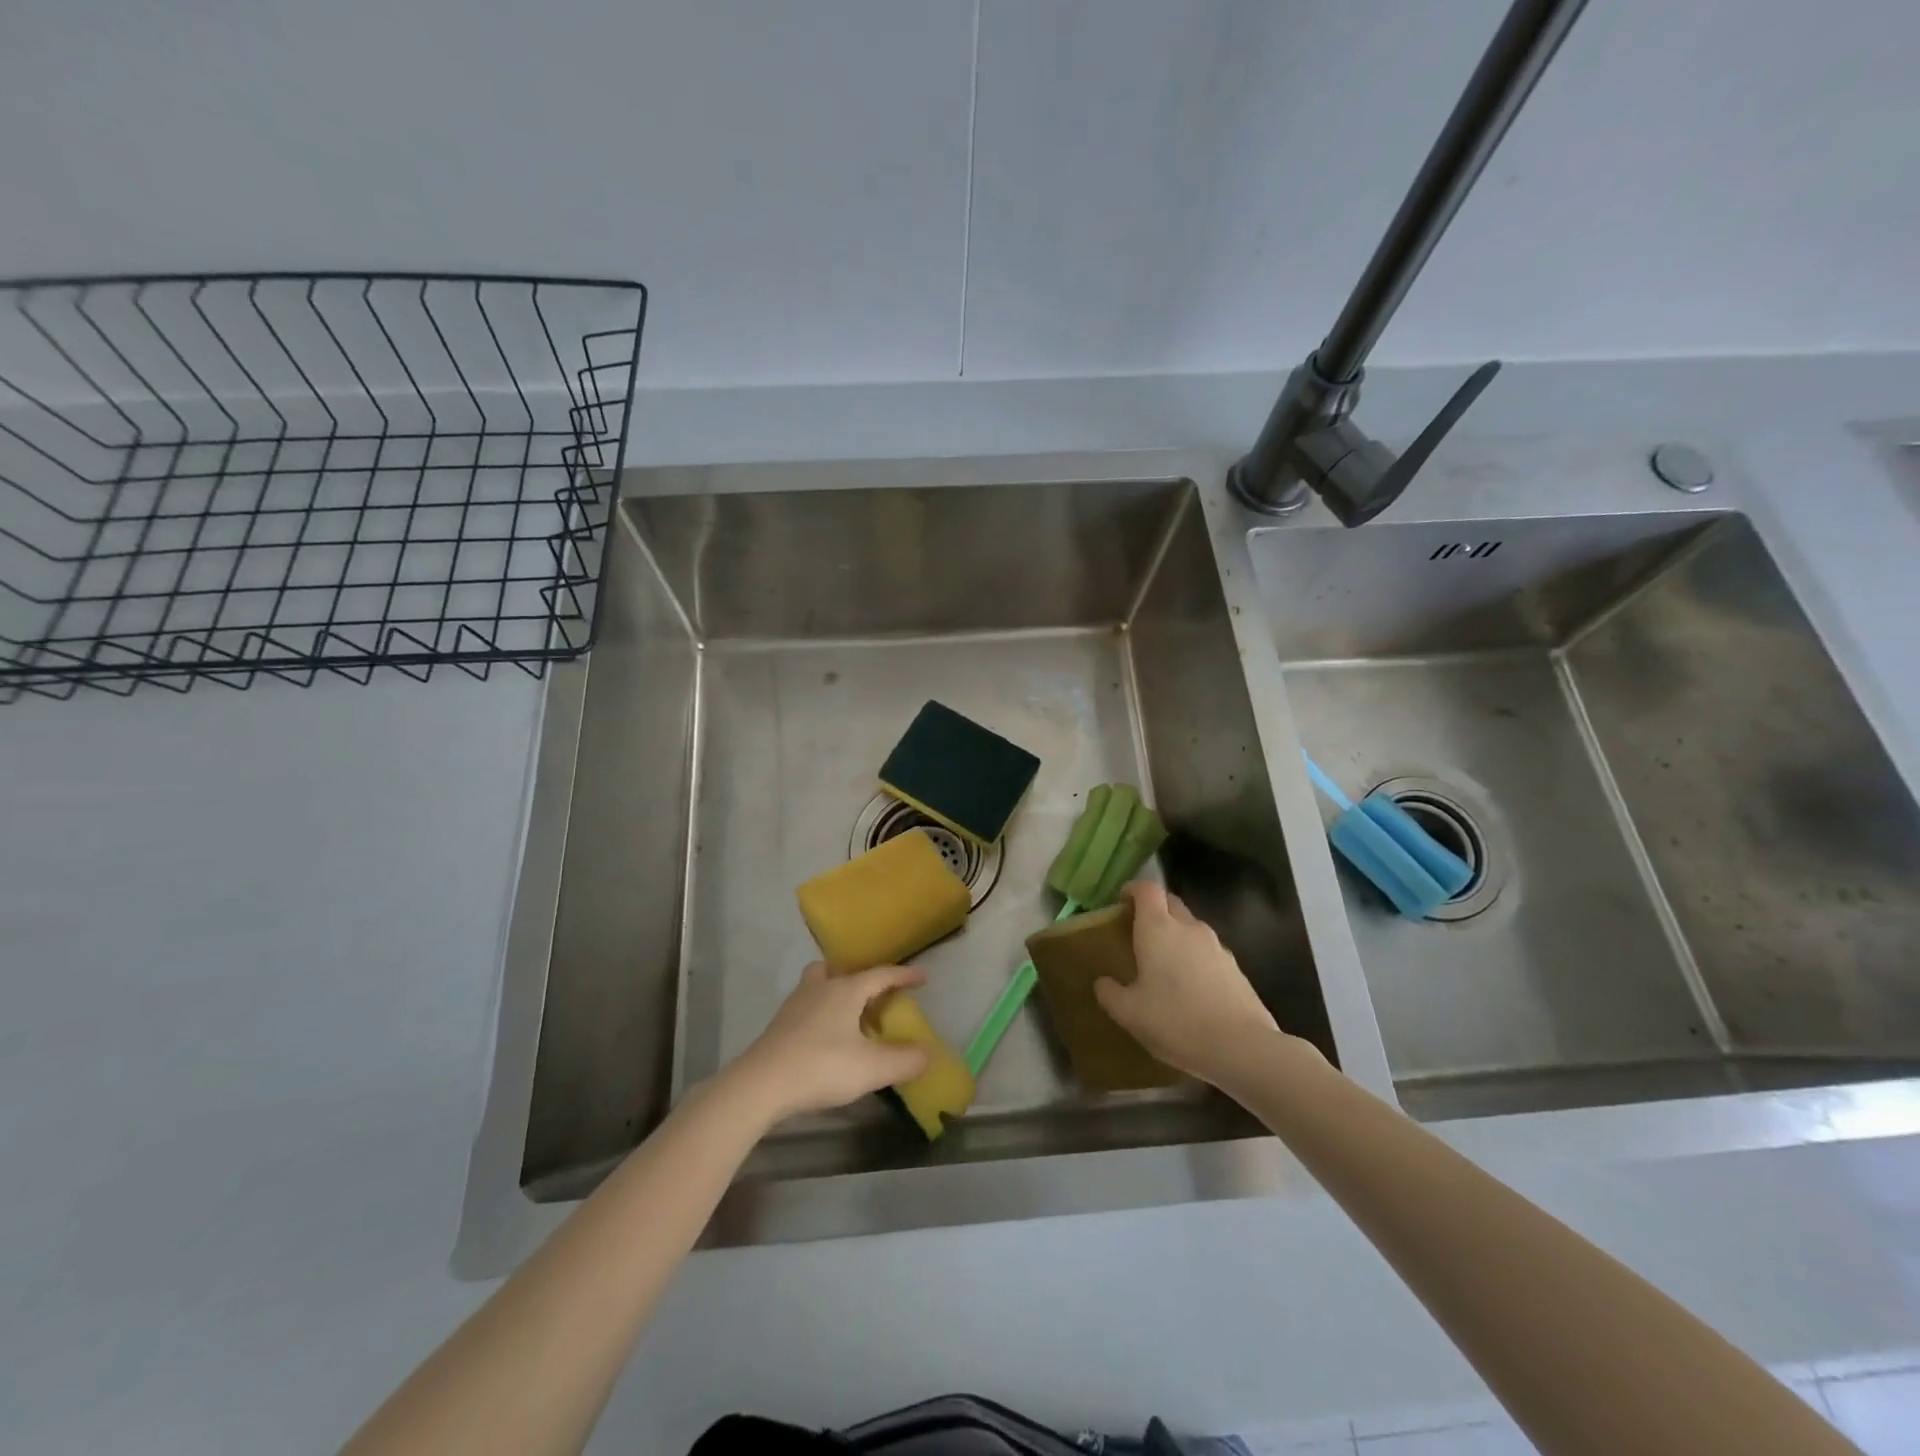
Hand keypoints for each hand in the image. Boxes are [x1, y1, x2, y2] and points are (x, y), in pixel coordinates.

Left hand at [728, 963, 932, 1124]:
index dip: (904, 976)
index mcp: (846, 990)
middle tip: (875, 994)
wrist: (761, 1084)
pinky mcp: (779, 1025)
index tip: (922, 978)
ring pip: (818, 984)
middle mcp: (821, 988)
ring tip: (849, 1014)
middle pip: (841, 970)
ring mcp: (796, 1005)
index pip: (881, 974)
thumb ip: (904, 1060)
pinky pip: (806, 1006)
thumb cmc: (821, 1066)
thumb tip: (928, 1054)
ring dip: (835, 991)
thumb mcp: (871, 1068)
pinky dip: (820, 1013)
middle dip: (860, 978)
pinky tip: (826, 1037)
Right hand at [1094, 881, 1282, 1086]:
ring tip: (1165, 965)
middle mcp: (1189, 928)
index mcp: (1158, 929)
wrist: (1241, 1047)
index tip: (1122, 901)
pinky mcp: (1236, 968)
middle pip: (1171, 903)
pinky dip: (1196, 959)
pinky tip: (1191, 989)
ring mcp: (1216, 946)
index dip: (1133, 889)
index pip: (1147, 889)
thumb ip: (1110, 993)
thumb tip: (1102, 982)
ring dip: (1177, 936)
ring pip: (1192, 928)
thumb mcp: (1129, 1013)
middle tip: (1139, 933)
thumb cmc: (1175, 1021)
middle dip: (1155, 910)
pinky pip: (1208, 952)